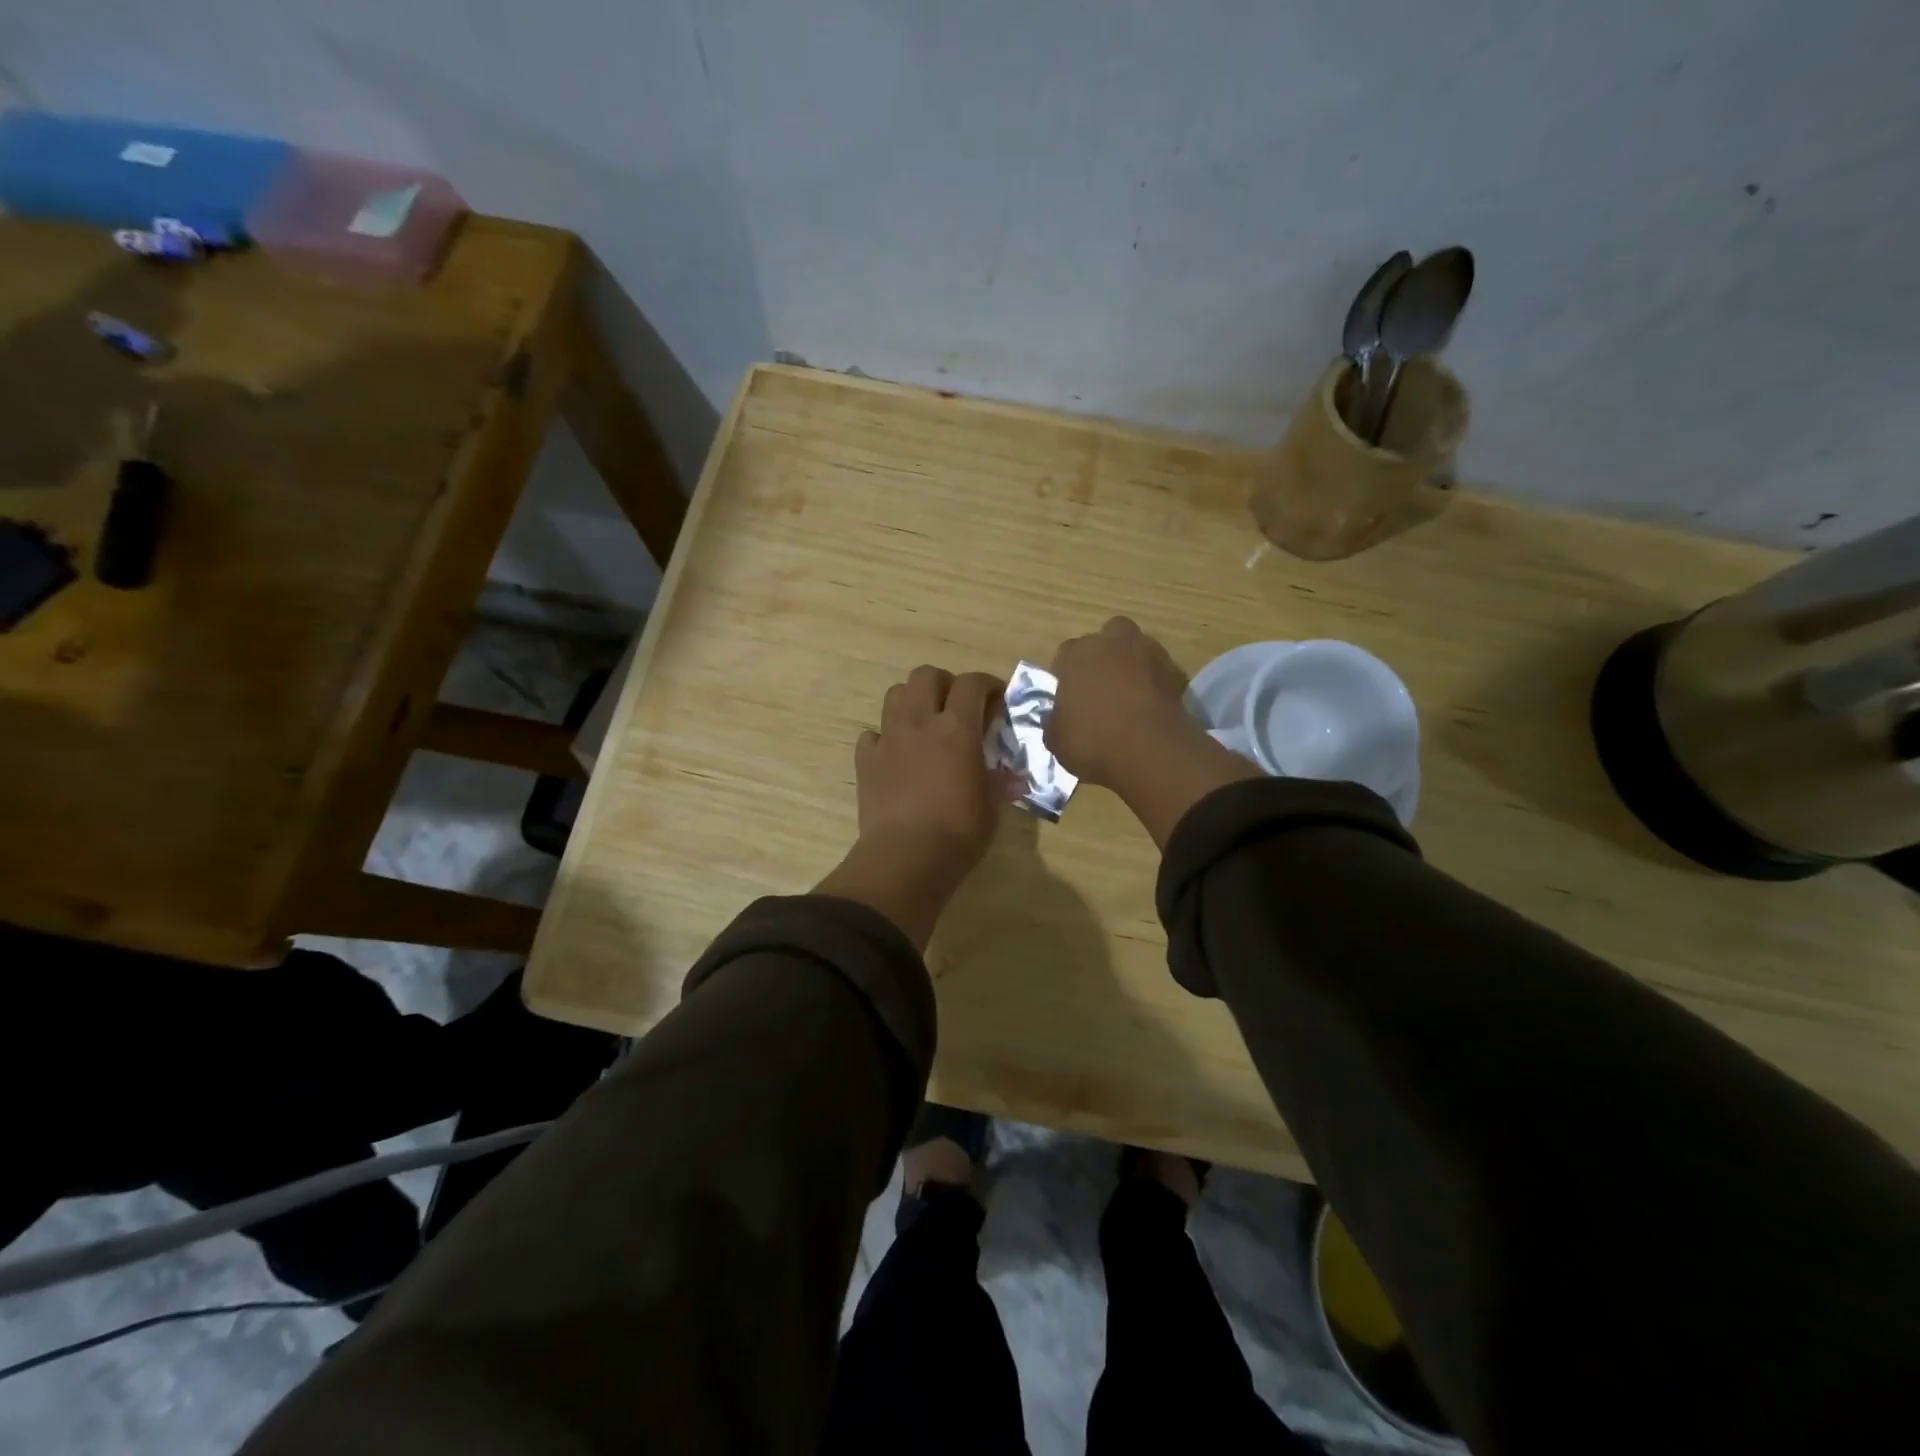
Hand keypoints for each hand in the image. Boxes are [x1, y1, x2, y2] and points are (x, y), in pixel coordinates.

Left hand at [855, 666, 1005, 864]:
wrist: (906, 858)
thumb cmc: (959, 832)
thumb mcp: (992, 806)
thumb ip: (999, 781)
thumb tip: (1011, 776)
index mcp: (956, 728)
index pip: (972, 684)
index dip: (987, 685)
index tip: (997, 700)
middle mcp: (919, 723)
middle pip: (926, 675)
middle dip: (944, 684)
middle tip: (957, 707)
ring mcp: (888, 739)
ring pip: (895, 694)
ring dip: (912, 701)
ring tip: (925, 724)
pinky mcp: (866, 760)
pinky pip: (872, 734)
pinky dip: (885, 737)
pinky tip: (896, 756)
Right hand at [1048, 617, 1205, 787]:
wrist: (1151, 753)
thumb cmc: (1093, 742)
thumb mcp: (1056, 739)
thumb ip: (1056, 719)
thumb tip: (1060, 717)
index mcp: (1076, 655)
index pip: (1066, 654)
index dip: (1067, 674)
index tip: (1070, 696)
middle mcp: (1111, 643)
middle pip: (1106, 638)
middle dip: (1103, 656)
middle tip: (1102, 686)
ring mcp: (1149, 653)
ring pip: (1137, 648)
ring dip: (1132, 665)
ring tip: (1130, 695)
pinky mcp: (1177, 671)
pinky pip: (1160, 671)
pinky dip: (1155, 682)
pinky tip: (1151, 706)